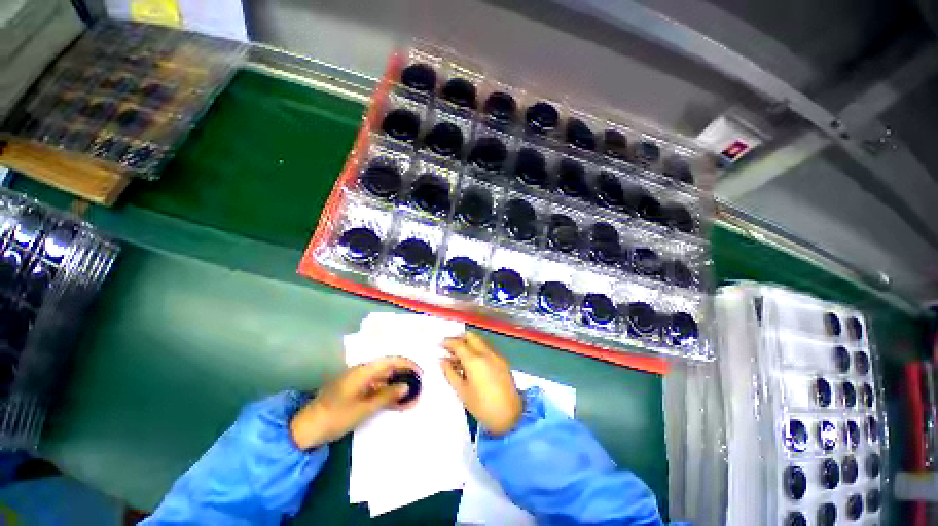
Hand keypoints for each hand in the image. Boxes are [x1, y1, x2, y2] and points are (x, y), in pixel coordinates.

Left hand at [290, 356, 418, 448]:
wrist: (306, 428)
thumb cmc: (336, 417)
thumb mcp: (364, 409)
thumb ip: (387, 395)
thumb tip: (406, 386)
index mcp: (364, 370)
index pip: (392, 360)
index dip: (408, 364)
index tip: (421, 374)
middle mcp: (362, 370)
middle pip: (389, 366)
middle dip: (405, 374)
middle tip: (418, 385)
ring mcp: (358, 379)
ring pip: (383, 376)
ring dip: (397, 383)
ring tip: (410, 394)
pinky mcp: (354, 388)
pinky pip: (376, 384)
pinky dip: (387, 390)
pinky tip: (394, 399)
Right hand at [441, 332, 521, 435]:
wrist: (511, 416)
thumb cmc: (482, 406)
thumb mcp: (462, 391)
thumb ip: (450, 373)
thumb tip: (442, 360)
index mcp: (475, 360)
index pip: (458, 344)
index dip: (447, 342)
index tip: (440, 344)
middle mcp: (486, 353)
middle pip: (471, 337)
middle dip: (459, 338)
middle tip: (449, 347)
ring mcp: (496, 356)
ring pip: (479, 342)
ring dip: (468, 344)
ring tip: (458, 357)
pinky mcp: (502, 361)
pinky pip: (487, 350)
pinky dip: (477, 351)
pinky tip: (471, 363)